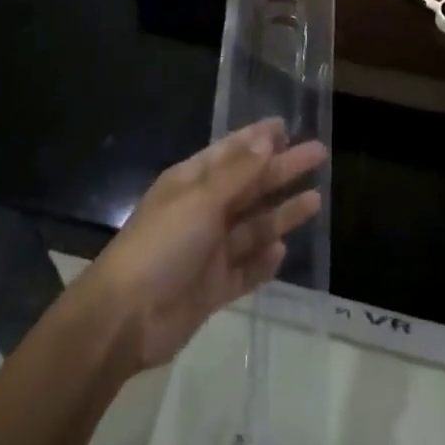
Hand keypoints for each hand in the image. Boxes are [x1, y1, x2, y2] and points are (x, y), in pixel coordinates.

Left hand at [79, 119, 326, 372]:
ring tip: (316, 201)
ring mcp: (208, 251)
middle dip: (281, 170)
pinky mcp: (213, 288)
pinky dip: (263, 262)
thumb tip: (266, 140)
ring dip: (281, 214)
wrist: (125, 318)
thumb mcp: (201, 200)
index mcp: (191, 182)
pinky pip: (245, 270)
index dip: (258, 138)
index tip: (287, 126)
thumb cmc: (161, 245)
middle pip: (249, 186)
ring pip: (252, 227)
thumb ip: (237, 173)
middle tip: (318, 154)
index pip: (231, 152)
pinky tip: (282, 252)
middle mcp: (202, 211)